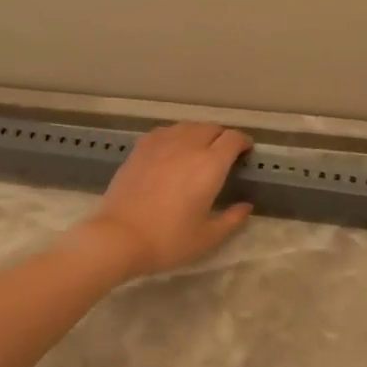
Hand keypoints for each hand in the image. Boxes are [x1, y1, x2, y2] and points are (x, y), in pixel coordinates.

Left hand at [77, 123, 254, 278]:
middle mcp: (187, 146)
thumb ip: (232, 220)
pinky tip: (172, 148)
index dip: (243, 141)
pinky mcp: (140, 149)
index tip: (246, 150)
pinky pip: (164, 132)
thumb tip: (245, 207)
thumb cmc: (168, 240)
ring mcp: (160, 145)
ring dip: (199, 133)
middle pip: (210, 128)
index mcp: (210, 165)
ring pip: (187, 126)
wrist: (119, 237)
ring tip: (200, 148)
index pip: (232, 139)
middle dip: (222, 136)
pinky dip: (175, 135)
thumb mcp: (207, 238)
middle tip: (225, 152)